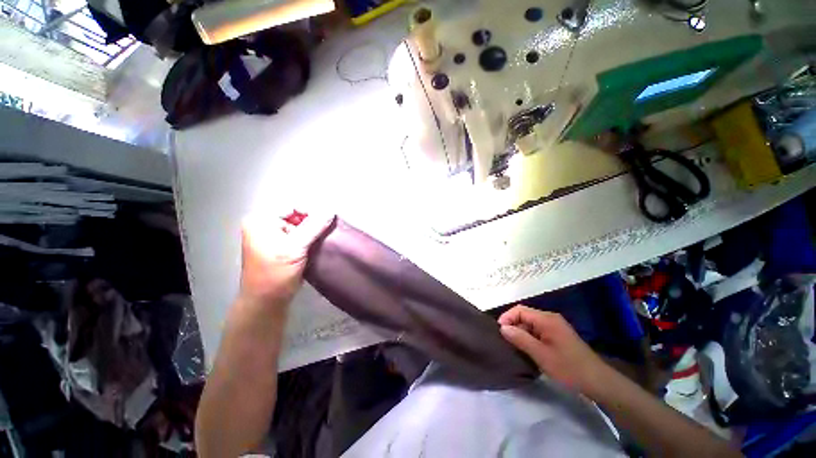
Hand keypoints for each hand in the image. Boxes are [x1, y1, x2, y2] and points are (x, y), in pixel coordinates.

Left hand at [239, 209, 334, 310]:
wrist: (267, 302)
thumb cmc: (276, 273)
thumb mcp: (295, 248)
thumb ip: (314, 227)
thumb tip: (331, 211)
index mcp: (261, 221)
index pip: (292, 206)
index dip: (311, 210)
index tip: (329, 218)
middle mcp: (266, 225)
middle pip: (297, 215)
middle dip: (314, 221)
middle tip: (329, 228)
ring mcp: (275, 236)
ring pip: (301, 226)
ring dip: (315, 230)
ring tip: (327, 236)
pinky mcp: (283, 246)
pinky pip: (301, 235)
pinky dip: (312, 238)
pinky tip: (321, 242)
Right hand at [498, 305, 609, 395]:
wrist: (598, 382)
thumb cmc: (569, 368)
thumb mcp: (541, 355)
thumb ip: (520, 339)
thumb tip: (503, 328)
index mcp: (547, 319)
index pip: (520, 310)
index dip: (507, 318)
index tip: (500, 332)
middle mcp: (551, 318)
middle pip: (525, 315)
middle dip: (513, 325)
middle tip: (506, 341)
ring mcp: (556, 327)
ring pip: (531, 324)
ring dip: (521, 333)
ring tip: (514, 347)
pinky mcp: (558, 335)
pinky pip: (538, 331)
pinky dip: (530, 337)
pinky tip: (528, 349)